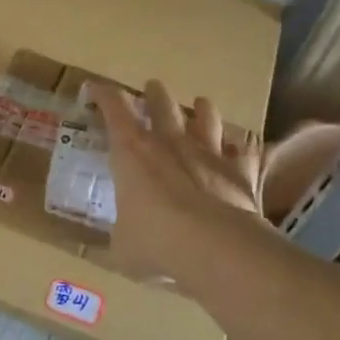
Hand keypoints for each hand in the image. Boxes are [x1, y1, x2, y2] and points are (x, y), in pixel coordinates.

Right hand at [87, 79, 265, 283]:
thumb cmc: (156, 243)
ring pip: (207, 118)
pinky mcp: (240, 172)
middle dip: (155, 93)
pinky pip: (244, 153)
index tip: (96, 89)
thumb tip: (98, 250)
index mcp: (131, 151)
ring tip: (201, 106)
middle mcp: (169, 142)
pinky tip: (240, 150)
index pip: (113, 108)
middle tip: (152, 89)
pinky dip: (241, 150)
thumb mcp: (121, 249)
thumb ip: (113, 241)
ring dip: (202, 110)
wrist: (217, 250)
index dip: (103, 94)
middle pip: (162, 103)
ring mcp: (208, 153)